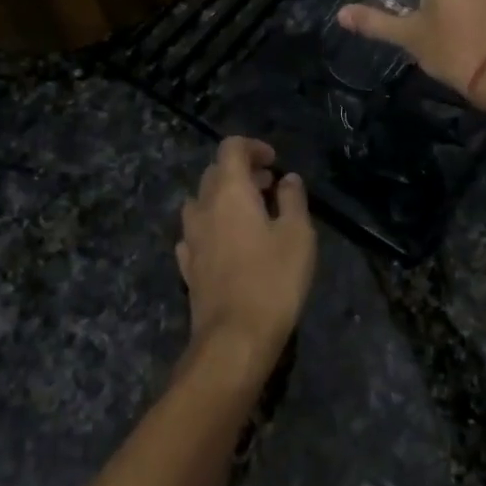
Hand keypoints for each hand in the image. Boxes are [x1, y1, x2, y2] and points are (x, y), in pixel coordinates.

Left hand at [176, 138, 316, 376]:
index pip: (231, 148)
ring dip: (224, 198)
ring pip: (202, 201)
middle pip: (215, 172)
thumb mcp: (298, 235)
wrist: (234, 338)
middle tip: (269, 186)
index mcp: (230, 191)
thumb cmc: (273, 280)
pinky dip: (213, 225)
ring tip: (251, 214)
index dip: (253, 147)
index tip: (275, 162)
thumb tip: (288, 179)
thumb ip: (292, 199)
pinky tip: (229, 242)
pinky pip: (196, 231)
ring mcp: (190, 237)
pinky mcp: (187, 265)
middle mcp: (203, 207)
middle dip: (241, 171)